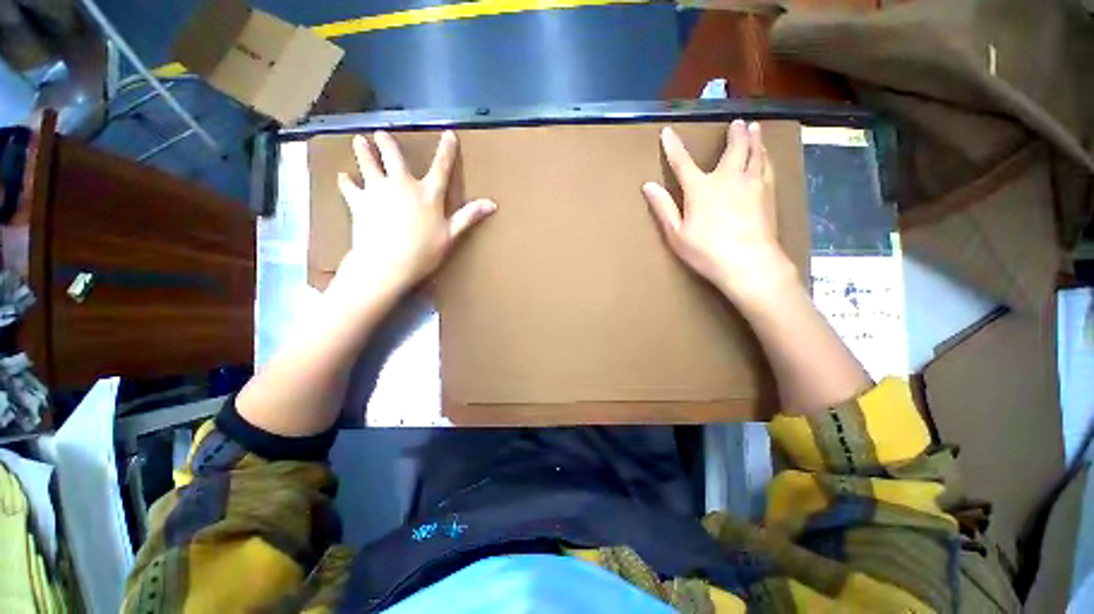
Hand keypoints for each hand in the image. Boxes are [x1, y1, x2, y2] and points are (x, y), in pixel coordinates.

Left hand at [335, 130, 495, 299]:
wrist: (384, 264)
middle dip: (388, 143)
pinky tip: (341, 176)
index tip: (448, 133)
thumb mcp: (449, 236)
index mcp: (427, 192)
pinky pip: (350, 190)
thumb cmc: (420, 253)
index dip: (446, 149)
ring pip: (369, 165)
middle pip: (394, 157)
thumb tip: (491, 204)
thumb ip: (467, 217)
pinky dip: (345, 183)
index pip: (441, 165)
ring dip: (363, 152)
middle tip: (381, 132)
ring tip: (358, 140)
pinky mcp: (360, 203)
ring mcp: (378, 191)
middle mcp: (402, 184)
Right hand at [642, 120, 796, 307]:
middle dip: (735, 133)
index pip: (682, 161)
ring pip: (755, 155)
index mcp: (701, 187)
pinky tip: (767, 157)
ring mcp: (752, 185)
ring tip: (756, 129)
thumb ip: (664, 208)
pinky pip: (768, 169)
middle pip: (733, 149)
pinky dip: (766, 158)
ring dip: (755, 140)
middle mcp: (728, 178)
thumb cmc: (711, 253)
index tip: (668, 132)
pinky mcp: (769, 195)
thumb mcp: (678, 236)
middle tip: (739, 122)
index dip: (673, 146)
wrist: (752, 264)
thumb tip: (647, 186)